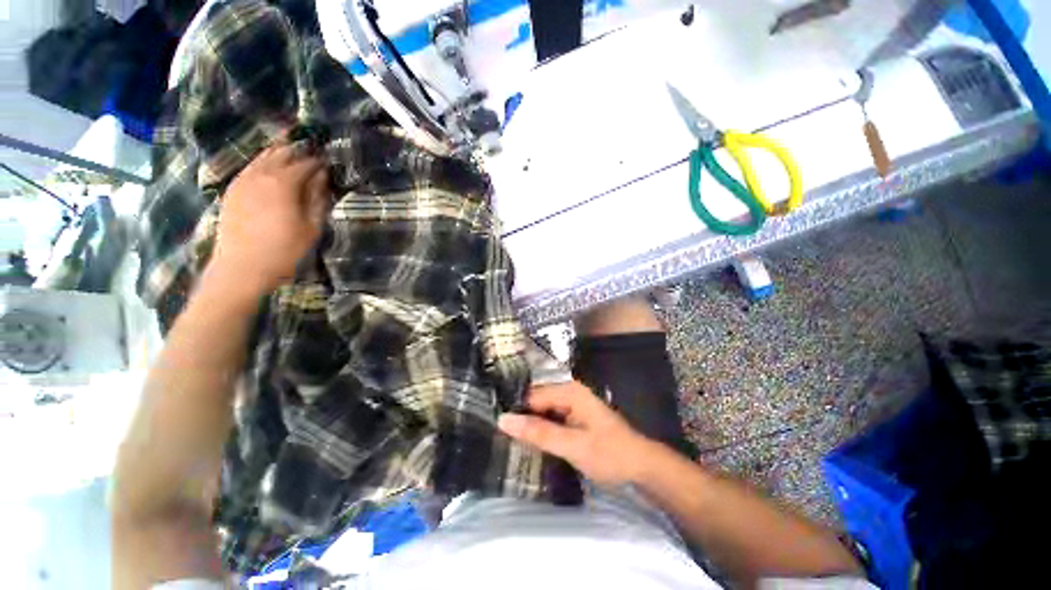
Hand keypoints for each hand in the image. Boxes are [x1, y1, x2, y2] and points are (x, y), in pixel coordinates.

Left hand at [207, 140, 329, 297]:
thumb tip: (322, 179)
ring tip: (291, 151)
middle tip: (310, 151)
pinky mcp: (232, 190)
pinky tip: (268, 168)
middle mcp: (261, 175)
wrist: (241, 267)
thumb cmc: (285, 249)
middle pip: (281, 154)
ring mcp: (242, 181)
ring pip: (261, 158)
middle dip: (297, 150)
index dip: (318, 162)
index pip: (305, 164)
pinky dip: (262, 163)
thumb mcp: (311, 227)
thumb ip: (317, 199)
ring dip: (278, 153)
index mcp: (284, 183)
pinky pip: (249, 168)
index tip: (329, 162)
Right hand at [498, 381, 652, 486]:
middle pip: (535, 401)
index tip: (494, 426)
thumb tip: (503, 419)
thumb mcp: (572, 445)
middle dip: (519, 417)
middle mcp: (568, 392)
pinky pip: (549, 419)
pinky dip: (539, 429)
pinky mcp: (573, 417)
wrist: (640, 467)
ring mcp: (571, 404)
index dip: (514, 411)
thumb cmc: (609, 454)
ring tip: (505, 440)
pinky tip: (527, 442)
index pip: (531, 396)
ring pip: (541, 411)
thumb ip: (539, 432)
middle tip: (497, 435)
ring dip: (528, 425)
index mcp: (568, 391)